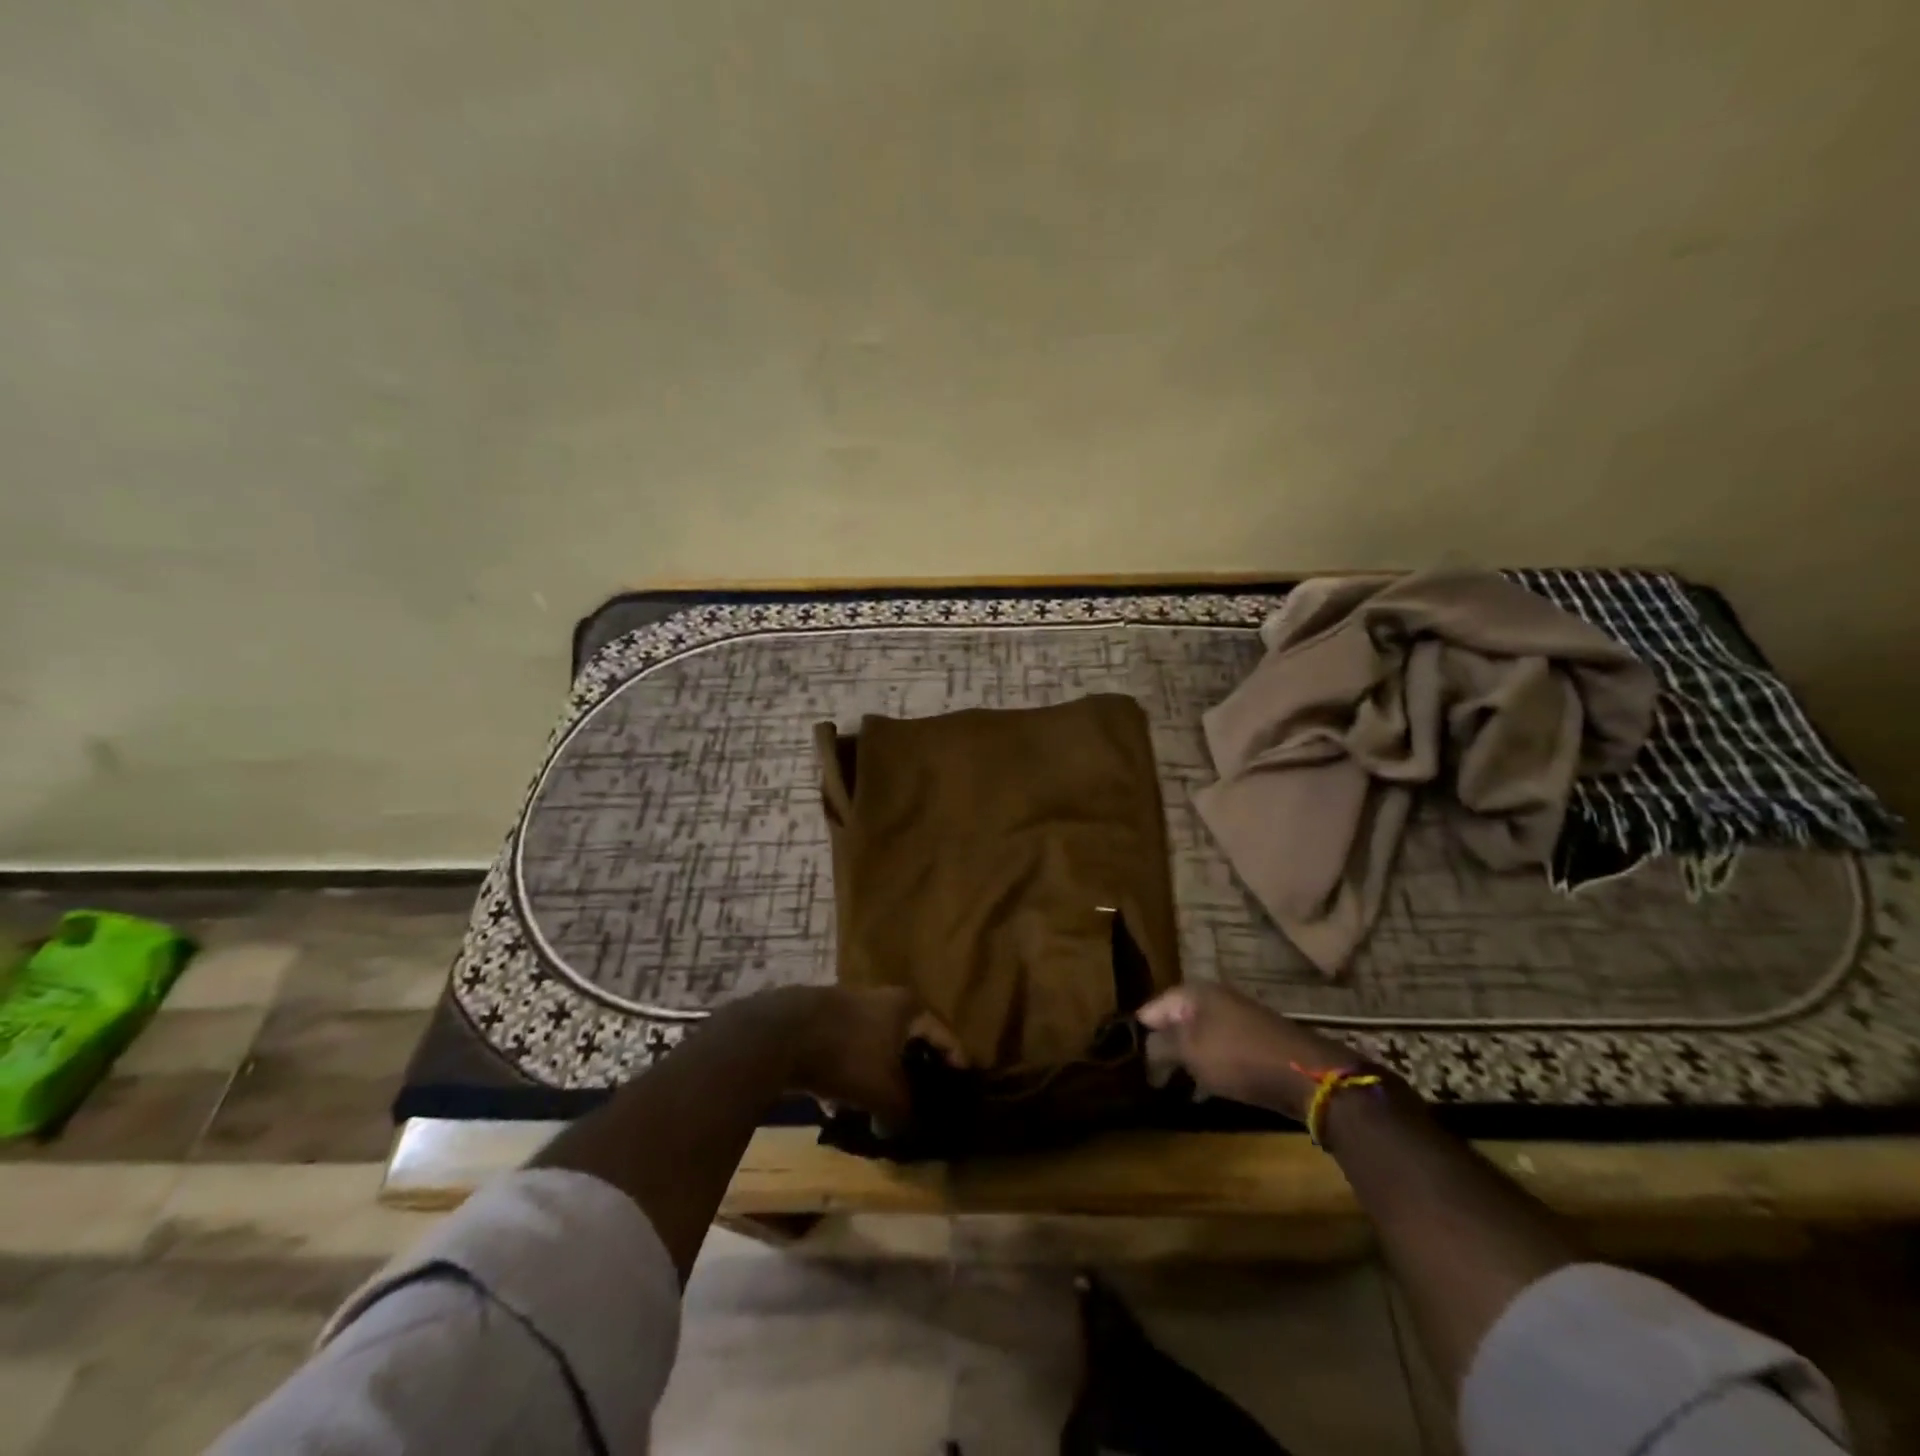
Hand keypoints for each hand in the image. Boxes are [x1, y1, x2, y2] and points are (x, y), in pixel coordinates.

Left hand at [782, 986, 964, 1131]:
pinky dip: (844, 1078)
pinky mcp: (818, 1024)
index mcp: (907, 1007)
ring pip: (871, 1048)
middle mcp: (881, 999)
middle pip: (905, 1038)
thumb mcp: (885, 1092)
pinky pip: (841, 1055)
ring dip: (875, 1075)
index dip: (955, 1058)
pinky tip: (835, 1105)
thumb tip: (899, 1129)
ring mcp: (847, 1008)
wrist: (784, 1034)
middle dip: (911, 1069)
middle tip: (921, 1095)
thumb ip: (901, 1112)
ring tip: (878, 1108)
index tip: (963, 1080)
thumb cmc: (849, 1055)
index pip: (942, 1033)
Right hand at [1138, 982, 1356, 1122]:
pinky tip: (1199, 1093)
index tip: (1127, 1063)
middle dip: (1160, 1049)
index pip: (1150, 1009)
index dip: (1137, 1035)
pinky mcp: (1250, 1042)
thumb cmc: (1238, 1056)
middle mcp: (1212, 999)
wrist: (1304, 1074)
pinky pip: (1216, 1052)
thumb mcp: (1190, 1051)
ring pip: (1195, 1039)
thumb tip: (1145, 1048)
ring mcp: (1234, 1020)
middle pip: (1173, 1023)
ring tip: (1168, 1088)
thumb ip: (1160, 1046)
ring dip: (1182, 1061)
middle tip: (1146, 1079)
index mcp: (1193, 993)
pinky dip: (1205, 1068)